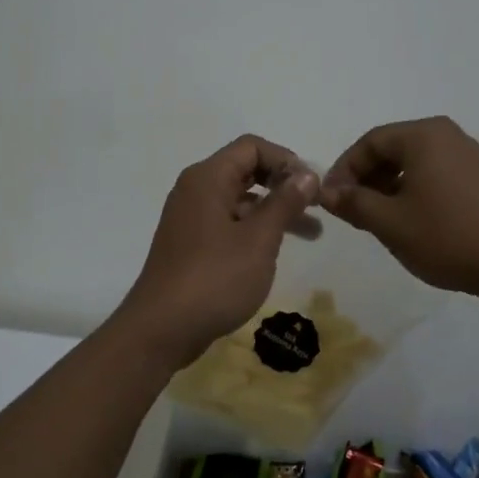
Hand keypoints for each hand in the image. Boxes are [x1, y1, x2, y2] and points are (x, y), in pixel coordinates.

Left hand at [116, 135, 319, 365]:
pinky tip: (276, 250)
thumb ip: (285, 203)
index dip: (286, 160)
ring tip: (313, 233)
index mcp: (208, 178)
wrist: (161, 330)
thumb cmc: (214, 278)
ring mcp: (191, 218)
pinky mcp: (191, 244)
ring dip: (275, 211)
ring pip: (240, 200)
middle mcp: (196, 190)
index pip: (252, 147)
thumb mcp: (259, 239)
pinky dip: (255, 229)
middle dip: (284, 185)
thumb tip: (307, 174)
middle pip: (246, 170)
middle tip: (317, 205)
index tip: (313, 186)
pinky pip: (229, 223)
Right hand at [320, 116, 478, 301]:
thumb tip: (327, 193)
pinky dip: (414, 192)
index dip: (343, 170)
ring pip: (414, 164)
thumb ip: (354, 203)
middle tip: (351, 211)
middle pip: (392, 149)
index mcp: (423, 135)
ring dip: (388, 187)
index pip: (369, 142)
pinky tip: (411, 222)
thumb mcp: (390, 222)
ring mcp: (469, 156)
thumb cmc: (448, 236)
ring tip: (377, 220)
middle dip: (366, 179)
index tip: (330, 200)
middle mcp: (448, 135)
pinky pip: (436, 175)